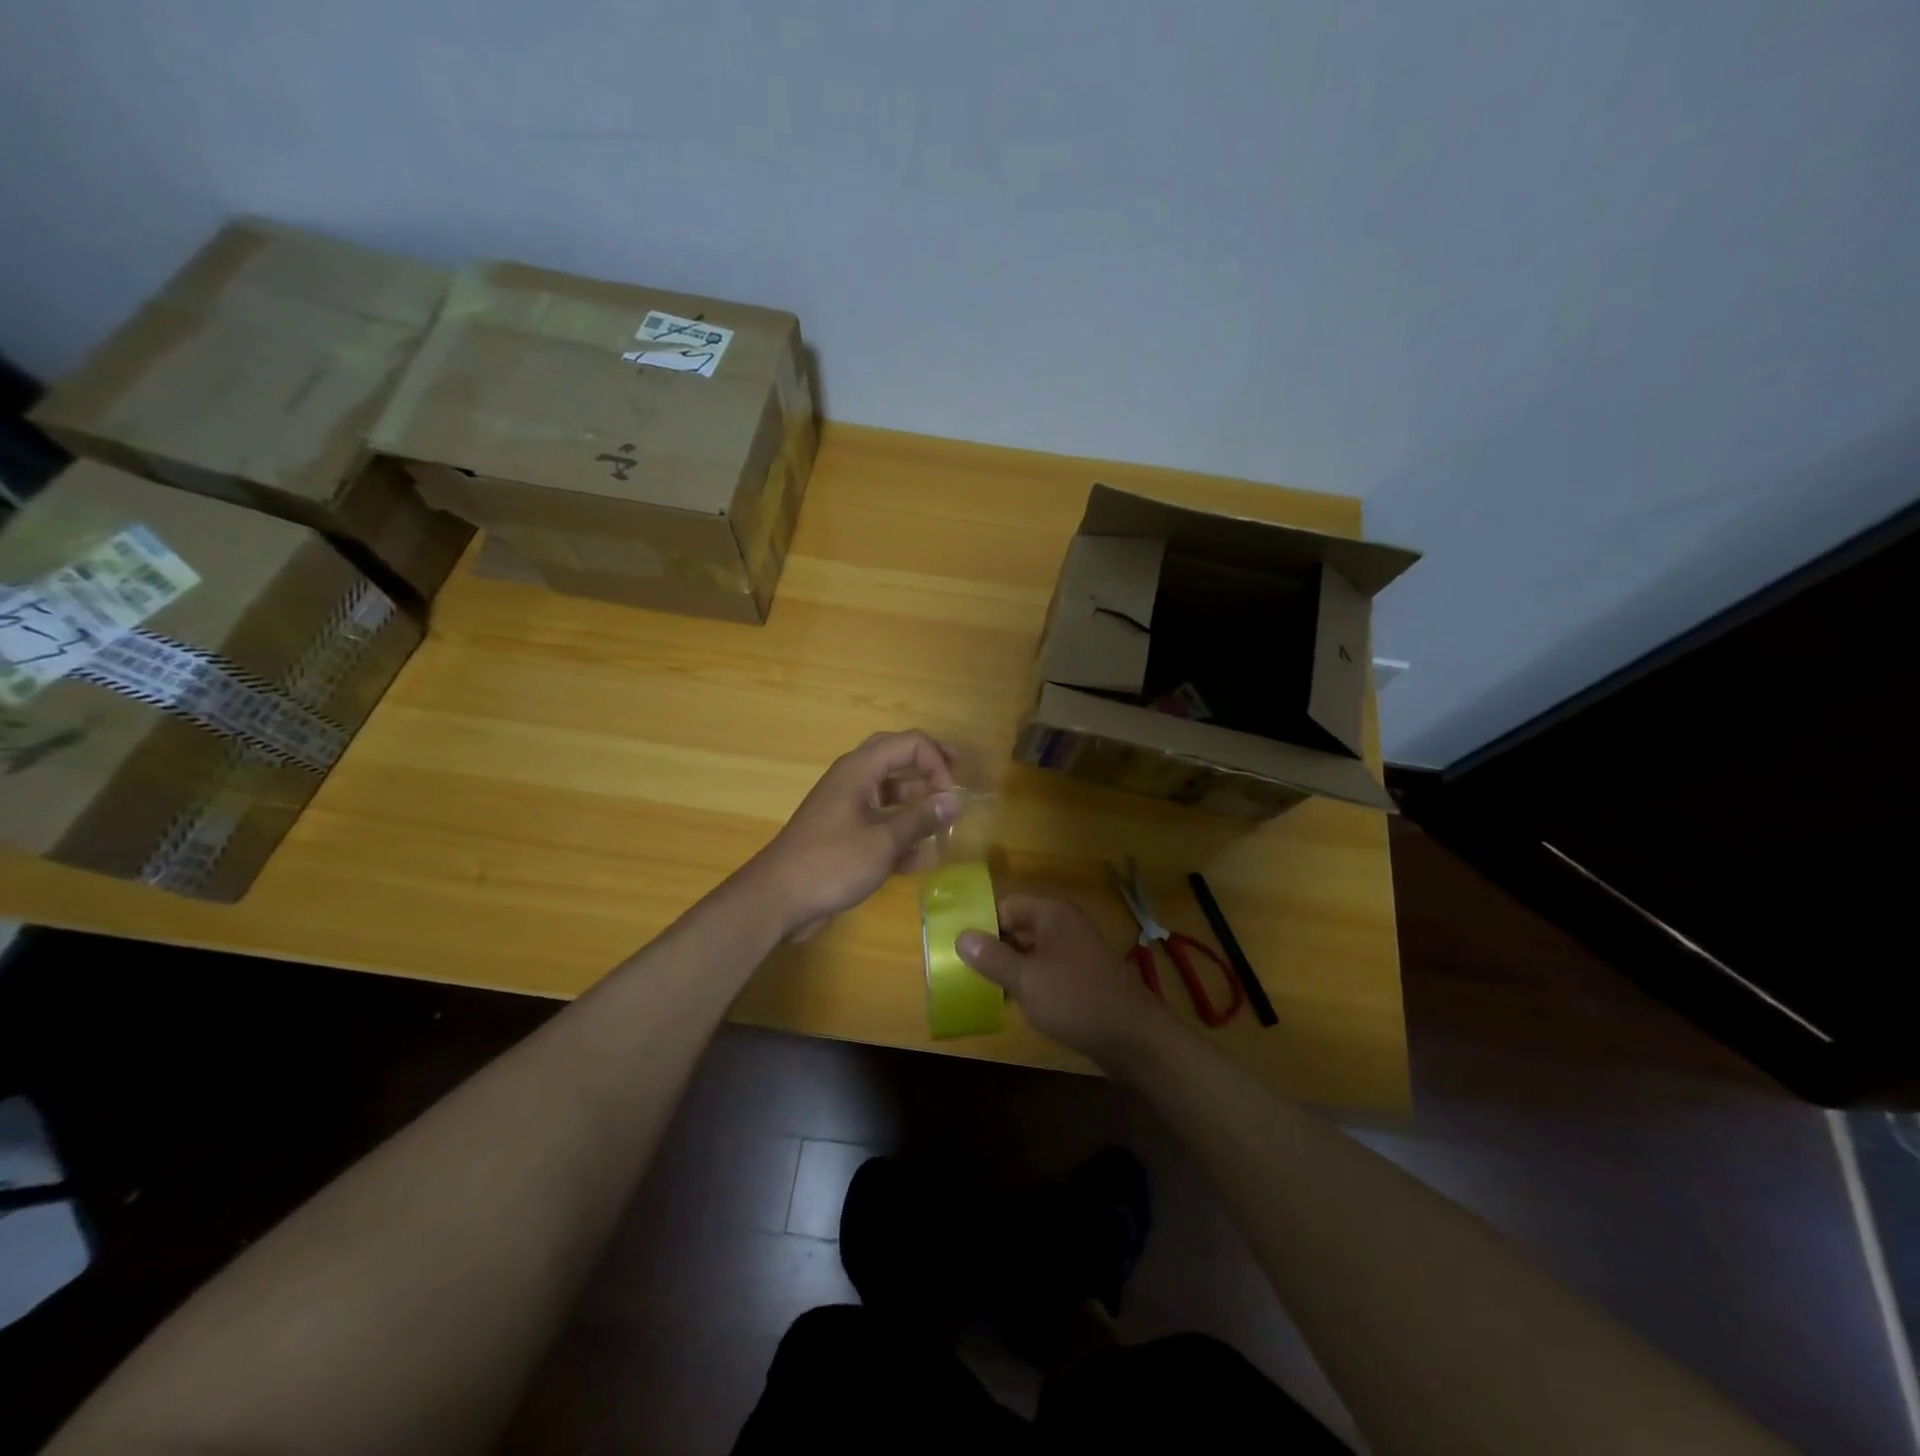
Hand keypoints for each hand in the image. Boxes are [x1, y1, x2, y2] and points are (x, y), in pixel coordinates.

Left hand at [746, 731, 961, 938]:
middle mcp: (854, 780)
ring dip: (918, 806)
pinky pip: (881, 823)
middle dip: (929, 769)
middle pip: (898, 759)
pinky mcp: (846, 835)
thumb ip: (922, 818)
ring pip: (892, 794)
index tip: (952, 794)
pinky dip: (902, 834)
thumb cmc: (832, 862)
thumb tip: (956, 799)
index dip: (937, 762)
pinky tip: (922, 858)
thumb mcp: (884, 841)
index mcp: (860, 769)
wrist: (778, 899)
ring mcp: (848, 807)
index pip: (910, 743)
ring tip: (945, 826)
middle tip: (956, 781)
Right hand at [957, 895, 1175, 1070]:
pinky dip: (1029, 981)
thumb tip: (961, 936)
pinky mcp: (1082, 976)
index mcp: (1051, 914)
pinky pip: (1046, 970)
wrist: (1134, 1038)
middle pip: (1017, 927)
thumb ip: (991, 957)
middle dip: (993, 947)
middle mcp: (1064, 925)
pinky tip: (1012, 1003)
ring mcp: (1075, 951)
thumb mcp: (1026, 980)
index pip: (1005, 906)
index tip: (958, 949)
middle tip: (963, 971)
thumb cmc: (1076, 1000)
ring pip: (1031, 951)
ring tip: (981, 988)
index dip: (982, 925)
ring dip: (1010, 967)